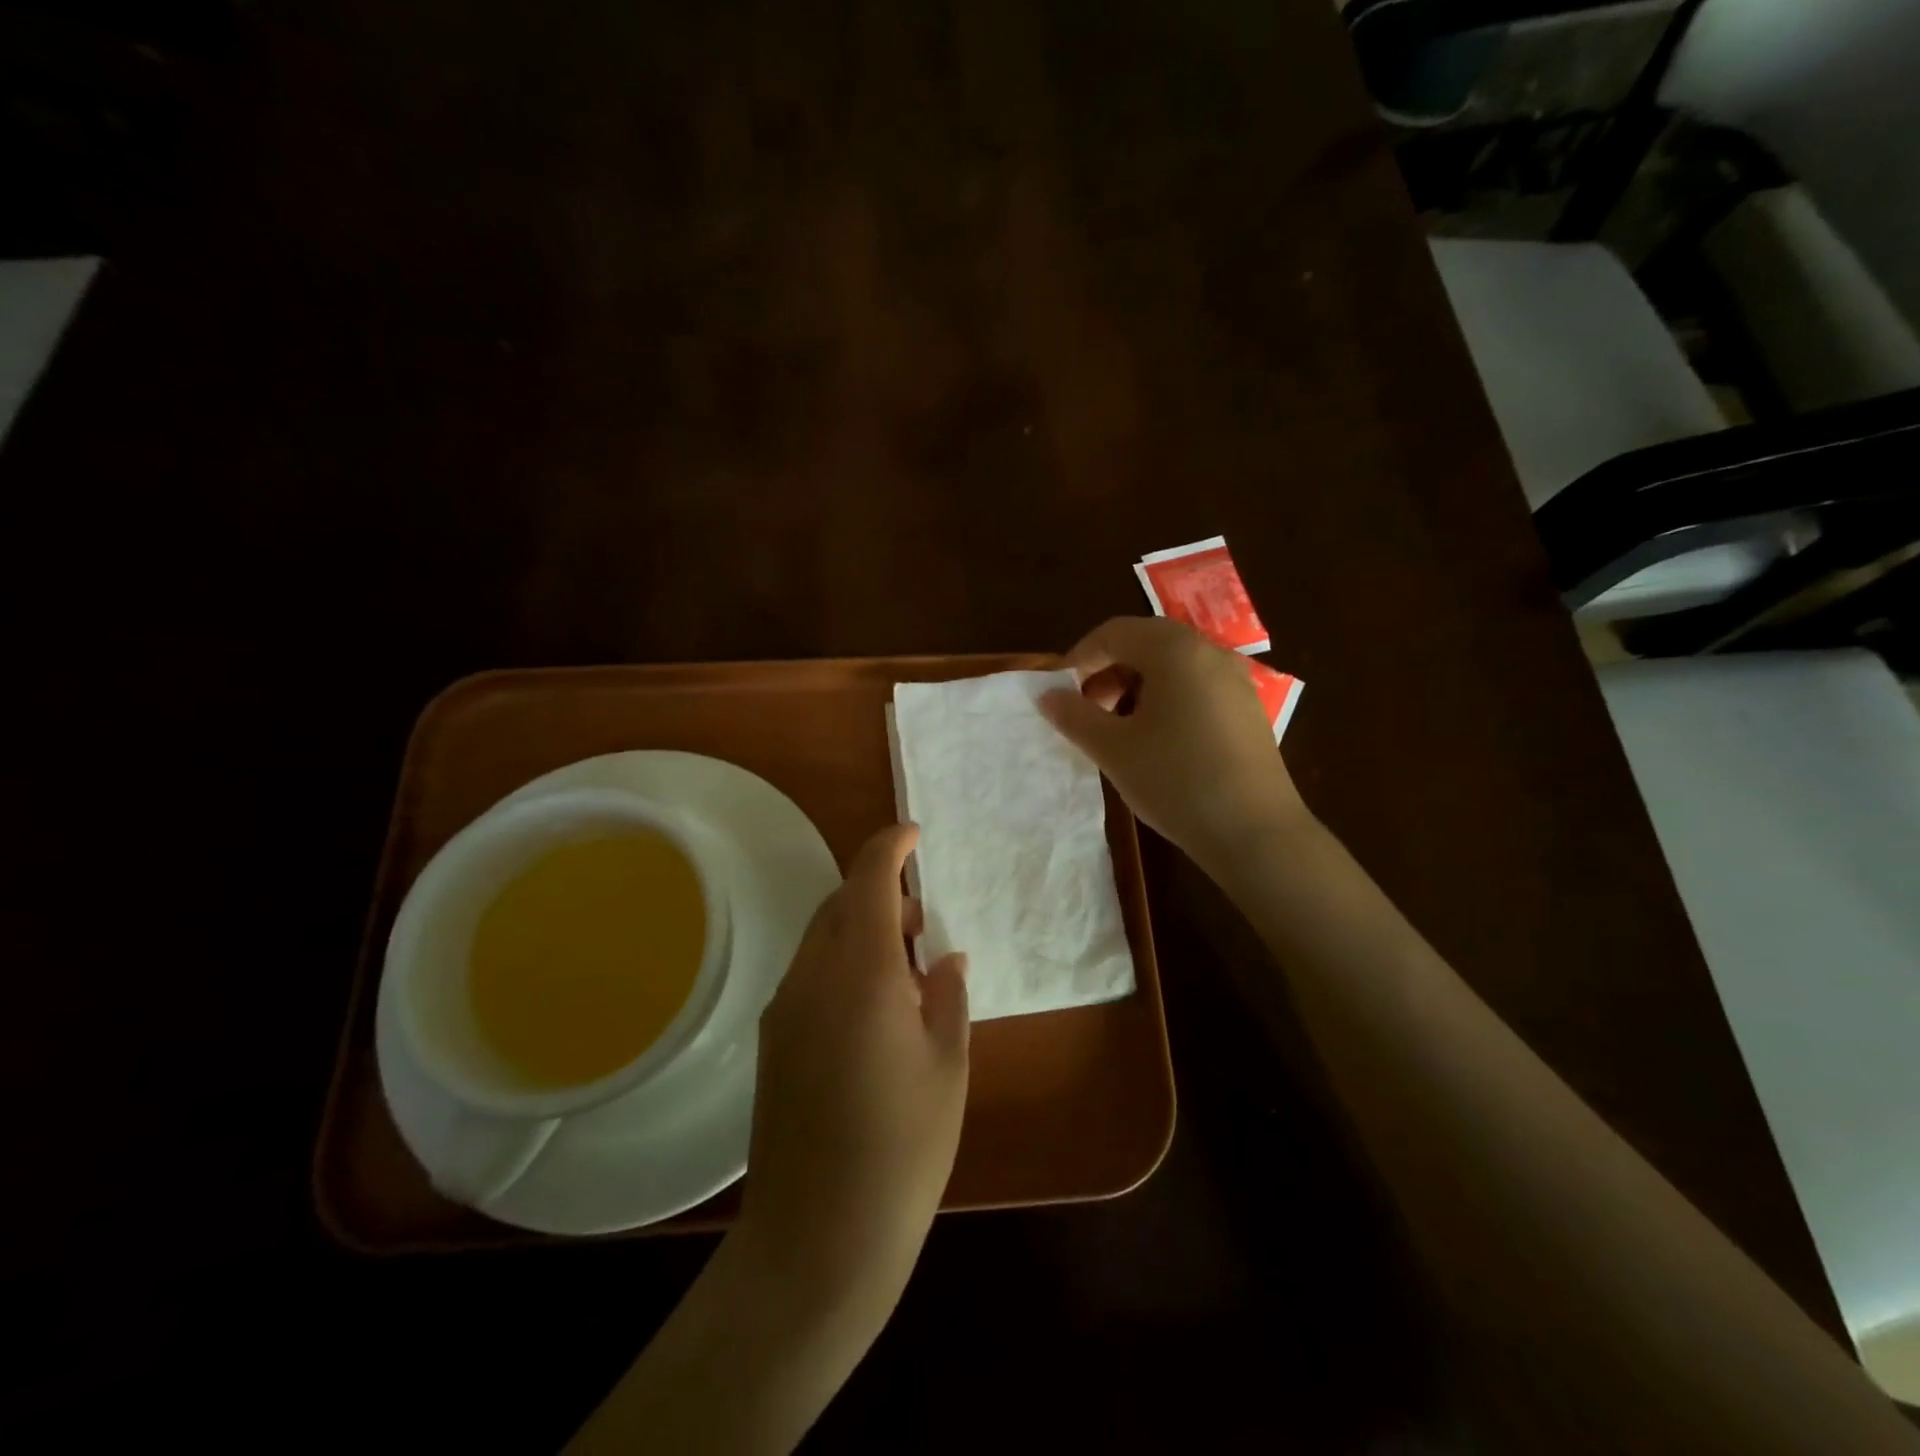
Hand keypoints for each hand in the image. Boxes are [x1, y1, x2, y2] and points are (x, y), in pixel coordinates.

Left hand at [740, 824, 968, 1314]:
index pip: (869, 879)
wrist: (816, 1239)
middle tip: (924, 924)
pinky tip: (871, 1011)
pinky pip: (810, 973)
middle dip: (881, 893)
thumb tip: (946, 959)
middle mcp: (814, 975)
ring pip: (822, 937)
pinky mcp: (772, 1039)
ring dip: (861, 929)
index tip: (914, 835)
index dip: (891, 846)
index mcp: (863, 972)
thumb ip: (949, 998)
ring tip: (906, 971)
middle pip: (841, 902)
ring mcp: (785, 1007)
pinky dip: (842, 963)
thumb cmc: (902, 1149)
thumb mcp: (947, 1067)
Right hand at [1040, 616, 1310, 868]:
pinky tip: (1157, 742)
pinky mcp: (1247, 709)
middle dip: (1107, 672)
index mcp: (1175, 650)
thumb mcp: (1113, 749)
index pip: (1114, 632)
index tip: (1061, 695)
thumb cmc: (1175, 780)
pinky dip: (1166, 700)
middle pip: (1145, 644)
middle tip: (1088, 712)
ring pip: (1172, 667)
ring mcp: (1235, 680)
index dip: (1079, 658)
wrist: (1255, 832)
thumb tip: (1047, 695)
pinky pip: (1196, 687)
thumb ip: (1074, 715)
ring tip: (1119, 730)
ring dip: (1135, 687)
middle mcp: (1209, 652)